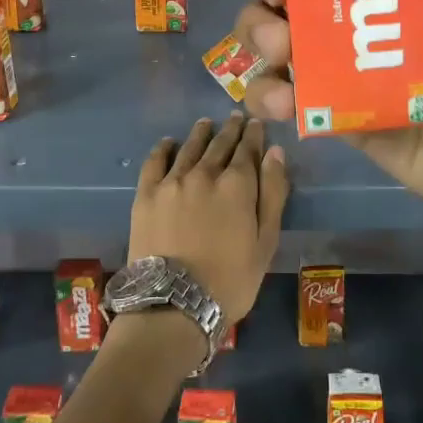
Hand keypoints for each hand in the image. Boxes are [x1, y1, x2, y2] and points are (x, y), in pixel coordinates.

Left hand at [129, 113, 288, 323]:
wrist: (174, 305)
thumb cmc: (230, 280)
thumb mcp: (265, 242)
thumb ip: (272, 194)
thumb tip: (275, 152)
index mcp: (237, 185)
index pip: (248, 150)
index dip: (253, 135)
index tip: (256, 124)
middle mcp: (204, 173)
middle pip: (219, 144)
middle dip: (230, 130)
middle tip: (235, 118)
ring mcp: (172, 181)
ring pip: (189, 147)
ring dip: (200, 133)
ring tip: (206, 123)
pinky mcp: (146, 194)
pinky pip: (155, 161)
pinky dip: (164, 148)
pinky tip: (169, 142)